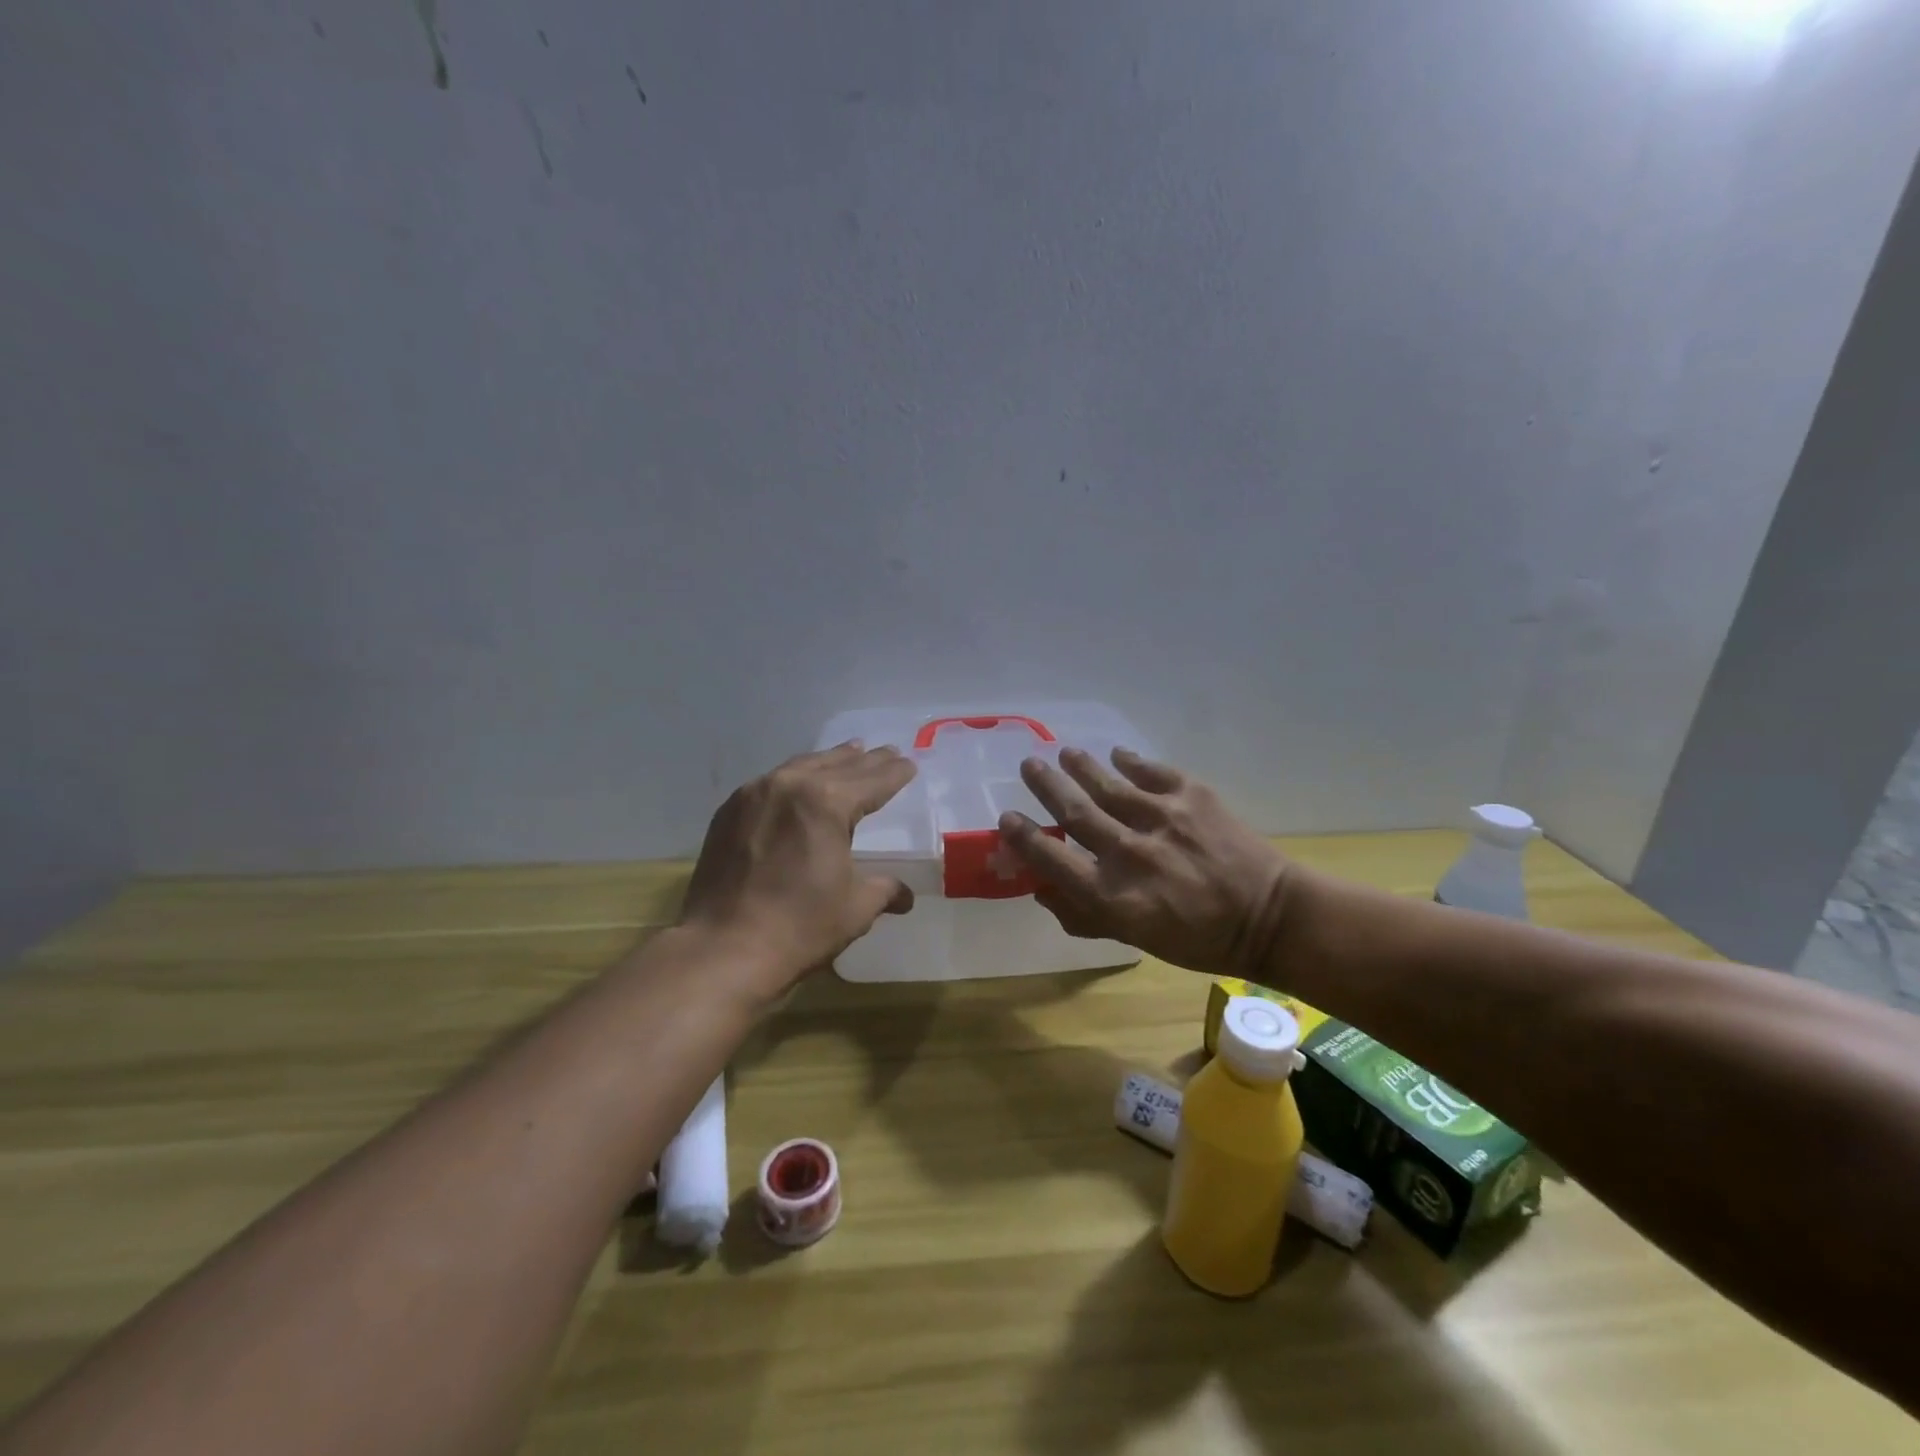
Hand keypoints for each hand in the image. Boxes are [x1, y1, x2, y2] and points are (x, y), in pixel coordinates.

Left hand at [679, 742, 916, 990]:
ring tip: (850, 754)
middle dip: (866, 761)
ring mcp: (754, 794)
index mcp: (827, 802)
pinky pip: (771, 782)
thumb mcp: (855, 908)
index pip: (872, 781)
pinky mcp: (729, 812)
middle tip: (888, 753)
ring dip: (830, 761)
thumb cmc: (799, 927)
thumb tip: (905, 895)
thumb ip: (884, 890)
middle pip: (838, 765)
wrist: (722, 949)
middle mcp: (790, 785)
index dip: (894, 773)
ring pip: (801, 766)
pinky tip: (800, 783)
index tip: (909, 764)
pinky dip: (795, 777)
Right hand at [1000, 747, 1292, 977]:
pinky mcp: (1191, 796)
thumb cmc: (1197, 938)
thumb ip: (1084, 915)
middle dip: (1045, 785)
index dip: (1023, 837)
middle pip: (1074, 811)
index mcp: (1112, 894)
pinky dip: (1131, 760)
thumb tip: (1041, 890)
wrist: (1268, 918)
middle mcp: (1129, 852)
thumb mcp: (1135, 938)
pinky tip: (1118, 754)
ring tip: (1065, 753)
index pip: (1051, 858)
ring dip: (1081, 766)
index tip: (1007, 819)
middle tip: (1029, 765)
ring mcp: (1161, 819)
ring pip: (1107, 784)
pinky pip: (1151, 770)